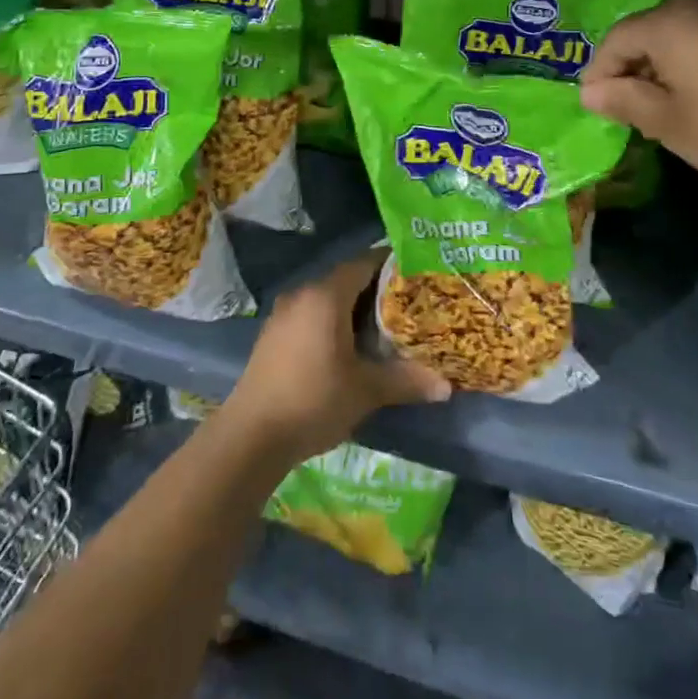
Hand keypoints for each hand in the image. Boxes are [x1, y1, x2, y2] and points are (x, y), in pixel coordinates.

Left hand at [223, 252, 450, 463]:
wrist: (251, 435)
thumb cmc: (314, 400)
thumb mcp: (365, 391)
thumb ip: (405, 381)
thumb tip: (446, 386)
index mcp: (326, 295)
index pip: (365, 263)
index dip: (392, 265)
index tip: (417, 274)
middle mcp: (304, 293)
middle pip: (347, 279)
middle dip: (377, 290)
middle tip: (408, 304)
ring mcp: (284, 313)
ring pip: (328, 298)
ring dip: (353, 308)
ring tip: (384, 326)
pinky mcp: (274, 333)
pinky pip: (311, 314)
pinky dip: (332, 321)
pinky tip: (348, 346)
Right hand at [578, 0, 697, 198]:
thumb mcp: (672, 125)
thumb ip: (625, 101)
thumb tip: (591, 91)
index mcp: (670, 22)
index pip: (616, 41)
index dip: (599, 74)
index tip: (595, 107)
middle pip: (650, 33)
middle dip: (634, 70)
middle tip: (628, 109)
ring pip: (685, 37)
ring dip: (668, 68)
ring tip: (667, 108)